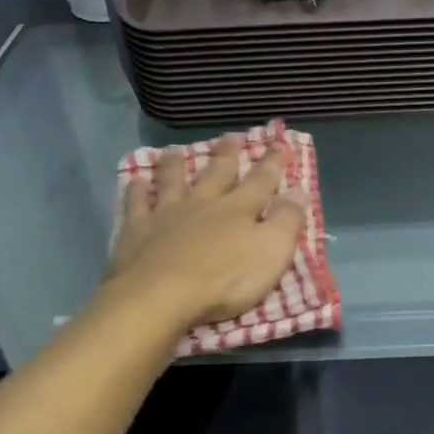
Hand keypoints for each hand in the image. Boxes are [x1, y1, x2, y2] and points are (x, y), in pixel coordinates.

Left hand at [107, 137, 307, 331]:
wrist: (161, 296)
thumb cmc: (224, 279)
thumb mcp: (271, 252)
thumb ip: (287, 221)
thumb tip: (299, 190)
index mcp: (239, 209)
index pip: (262, 180)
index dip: (273, 162)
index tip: (279, 143)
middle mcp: (203, 203)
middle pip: (217, 173)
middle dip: (227, 154)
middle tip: (231, 136)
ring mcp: (167, 214)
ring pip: (173, 181)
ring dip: (176, 165)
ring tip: (176, 150)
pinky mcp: (137, 231)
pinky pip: (136, 204)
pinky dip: (136, 190)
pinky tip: (135, 180)